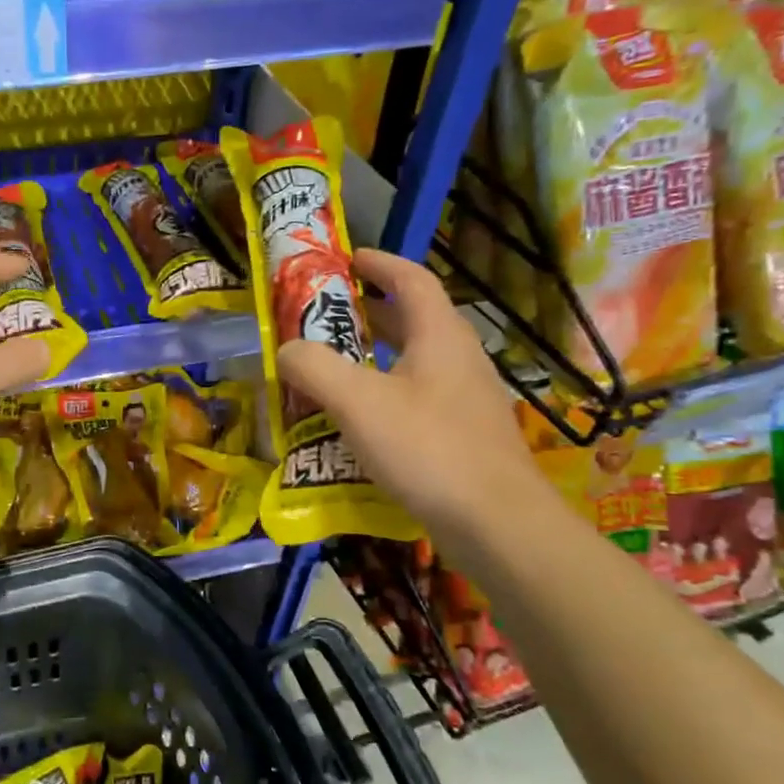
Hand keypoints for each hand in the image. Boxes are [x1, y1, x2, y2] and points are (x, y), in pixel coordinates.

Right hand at [277, 248, 547, 546]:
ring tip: (332, 367)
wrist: (497, 524)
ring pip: (414, 361)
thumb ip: (314, 367)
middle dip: (368, 312)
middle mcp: (458, 359)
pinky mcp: (464, 435)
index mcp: (439, 336)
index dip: (378, 263)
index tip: (346, 259)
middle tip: (324, 317)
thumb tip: (287, 350)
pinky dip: (384, 394)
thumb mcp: (358, 402)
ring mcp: (466, 399)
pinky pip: (418, 398)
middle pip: (412, 319)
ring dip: (374, 356)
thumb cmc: (427, 449)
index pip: (411, 280)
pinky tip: (359, 422)